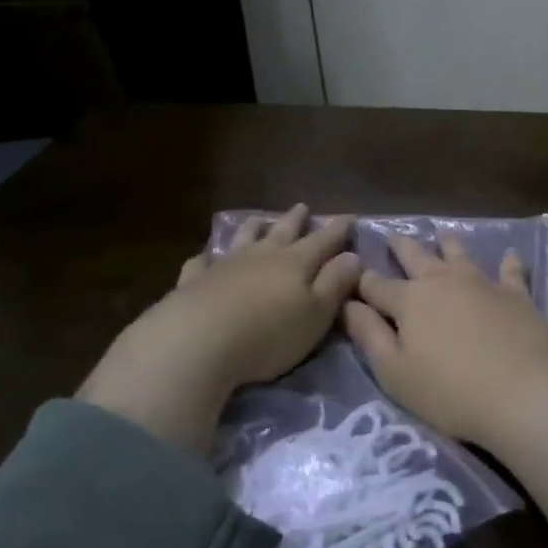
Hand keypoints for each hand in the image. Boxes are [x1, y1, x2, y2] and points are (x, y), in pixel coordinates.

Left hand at [78, 204, 361, 452]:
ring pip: (243, 239)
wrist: (197, 341)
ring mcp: (225, 265)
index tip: (348, 216)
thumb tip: (353, 256)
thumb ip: (335, 284)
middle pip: (282, 232)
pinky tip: (204, 258)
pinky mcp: (194, 281)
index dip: (337, 229)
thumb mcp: (315, 314)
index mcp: (295, 263)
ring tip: (258, 221)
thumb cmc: (268, 333)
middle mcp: (261, 255)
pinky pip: (201, 263)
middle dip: (295, 220)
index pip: (322, 241)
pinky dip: (206, 258)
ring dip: (253, 229)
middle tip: (303, 207)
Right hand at [343, 232, 547, 449]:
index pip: (377, 285)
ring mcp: (482, 282)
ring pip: (459, 254)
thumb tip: (346, 303)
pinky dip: (509, 262)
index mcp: (409, 300)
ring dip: (448, 243)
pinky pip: (510, 271)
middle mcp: (442, 281)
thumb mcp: (395, 373)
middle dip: (400, 246)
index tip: (352, 273)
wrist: (525, 392)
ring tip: (441, 235)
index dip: (362, 281)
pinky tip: (511, 254)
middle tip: (392, 236)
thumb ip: (368, 335)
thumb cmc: (451, 392)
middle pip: (416, 256)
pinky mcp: (516, 294)